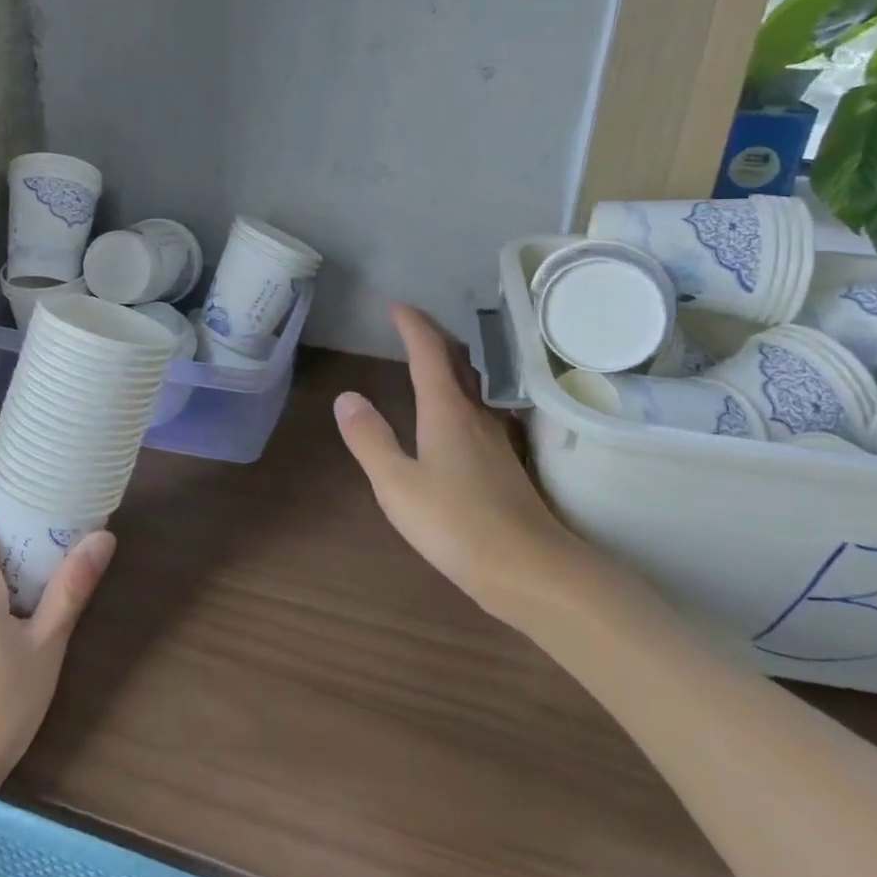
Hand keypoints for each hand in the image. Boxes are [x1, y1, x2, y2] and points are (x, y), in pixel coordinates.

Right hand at [334, 304, 577, 617]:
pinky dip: (460, 393)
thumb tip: (346, 397)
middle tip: (412, 323)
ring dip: (451, 362)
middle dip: (434, 335)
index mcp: (447, 411)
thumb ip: (370, 439)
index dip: (413, 325)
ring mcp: (495, 439)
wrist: (530, 570)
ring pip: (472, 385)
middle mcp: (475, 415)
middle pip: (458, 361)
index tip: (396, 306)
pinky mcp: (504, 463)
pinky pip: (479, 409)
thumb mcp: (397, 484)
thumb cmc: (456, 524)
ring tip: (431, 358)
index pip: (429, 353)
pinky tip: (456, 414)